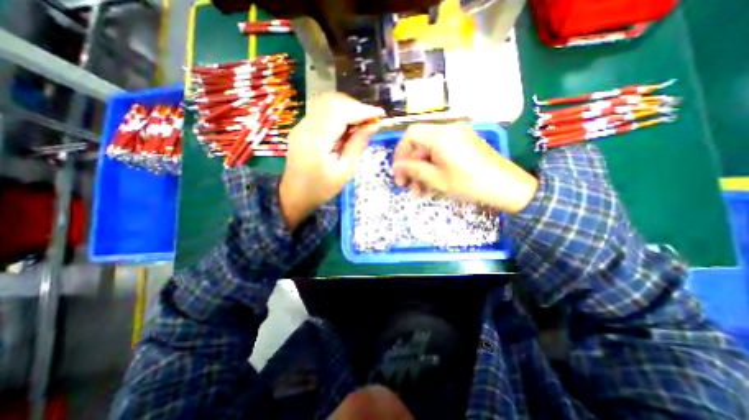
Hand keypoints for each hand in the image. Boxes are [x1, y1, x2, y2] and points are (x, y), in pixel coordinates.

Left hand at [280, 94, 385, 229]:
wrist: (295, 195)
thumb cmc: (322, 189)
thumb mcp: (345, 170)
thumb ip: (358, 144)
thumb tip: (374, 125)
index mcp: (317, 140)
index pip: (341, 112)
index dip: (363, 110)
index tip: (380, 114)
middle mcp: (306, 126)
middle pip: (332, 102)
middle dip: (356, 107)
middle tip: (371, 120)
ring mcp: (301, 125)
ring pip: (327, 104)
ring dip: (347, 109)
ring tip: (361, 123)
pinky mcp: (302, 127)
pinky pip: (322, 112)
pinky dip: (338, 114)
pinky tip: (347, 127)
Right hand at [392, 121, 537, 212]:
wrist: (506, 187)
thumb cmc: (469, 183)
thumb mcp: (436, 179)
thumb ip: (413, 169)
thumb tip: (396, 165)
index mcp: (441, 136)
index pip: (410, 135)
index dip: (400, 152)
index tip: (398, 170)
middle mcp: (448, 131)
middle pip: (420, 144)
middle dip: (410, 165)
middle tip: (406, 185)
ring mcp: (458, 137)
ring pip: (430, 151)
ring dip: (421, 170)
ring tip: (419, 191)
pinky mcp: (464, 145)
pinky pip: (442, 153)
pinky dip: (434, 167)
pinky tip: (432, 184)